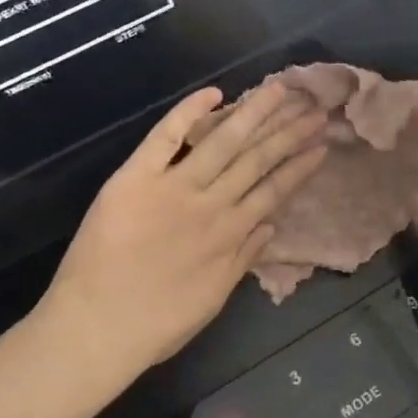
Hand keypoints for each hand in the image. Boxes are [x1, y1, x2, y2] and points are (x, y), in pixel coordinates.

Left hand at [38, 82, 327, 386]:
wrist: (96, 327)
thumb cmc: (156, 324)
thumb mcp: (213, 299)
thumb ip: (242, 259)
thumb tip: (270, 226)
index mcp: (230, 234)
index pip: (273, 190)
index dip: (299, 166)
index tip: (321, 145)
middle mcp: (210, 203)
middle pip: (256, 159)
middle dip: (288, 132)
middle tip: (314, 107)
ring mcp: (174, 187)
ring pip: (222, 141)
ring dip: (253, 113)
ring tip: (279, 90)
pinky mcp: (136, 178)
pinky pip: (165, 137)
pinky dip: (188, 113)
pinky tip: (213, 93)